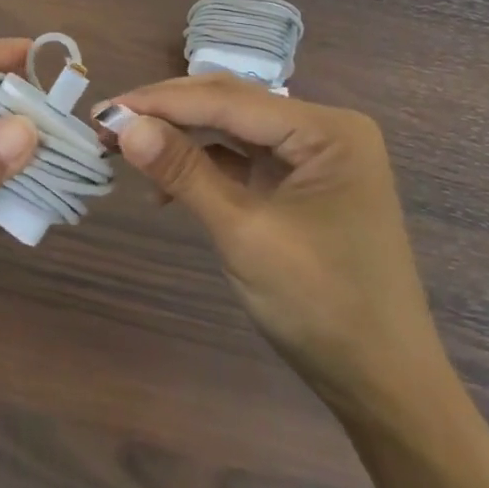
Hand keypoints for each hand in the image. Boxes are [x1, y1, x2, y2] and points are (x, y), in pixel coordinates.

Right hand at [102, 75, 447, 418]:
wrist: (384, 387)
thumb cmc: (322, 306)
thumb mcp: (245, 234)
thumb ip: (185, 172)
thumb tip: (125, 126)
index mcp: (326, 130)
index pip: (228, 100)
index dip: (160, 102)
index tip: (104, 110)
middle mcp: (323, 130)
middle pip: (229, 104)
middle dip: (166, 114)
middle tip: (107, 125)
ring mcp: (312, 157)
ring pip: (230, 128)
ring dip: (179, 137)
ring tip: (125, 148)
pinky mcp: (299, 184)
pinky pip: (241, 158)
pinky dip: (201, 165)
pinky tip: (166, 186)